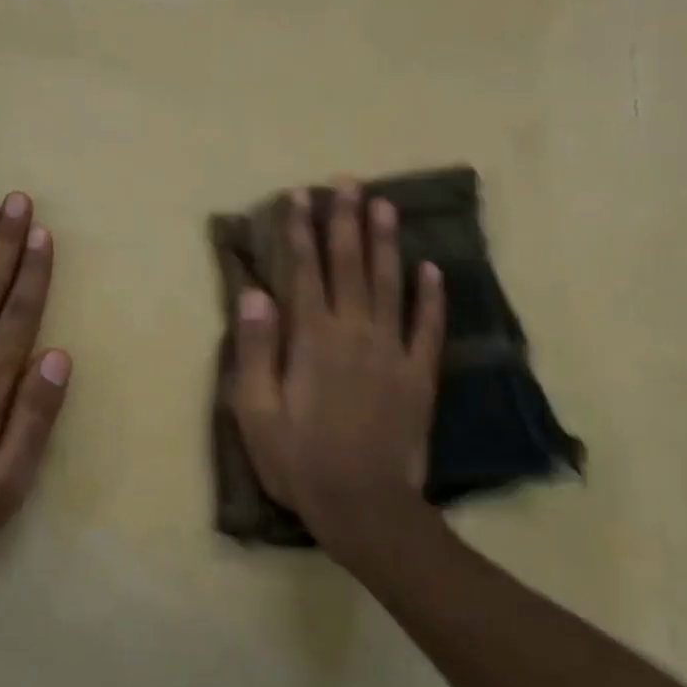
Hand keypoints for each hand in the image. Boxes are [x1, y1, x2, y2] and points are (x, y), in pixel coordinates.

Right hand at [230, 180, 445, 564]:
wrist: (363, 504)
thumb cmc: (299, 460)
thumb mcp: (256, 411)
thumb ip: (257, 349)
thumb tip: (255, 293)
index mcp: (312, 339)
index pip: (304, 271)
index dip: (300, 231)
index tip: (299, 196)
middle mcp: (354, 332)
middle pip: (350, 265)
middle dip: (345, 221)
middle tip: (347, 182)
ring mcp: (392, 352)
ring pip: (390, 284)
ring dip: (386, 243)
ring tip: (384, 205)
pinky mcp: (419, 375)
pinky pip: (428, 327)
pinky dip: (431, 296)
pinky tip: (432, 268)